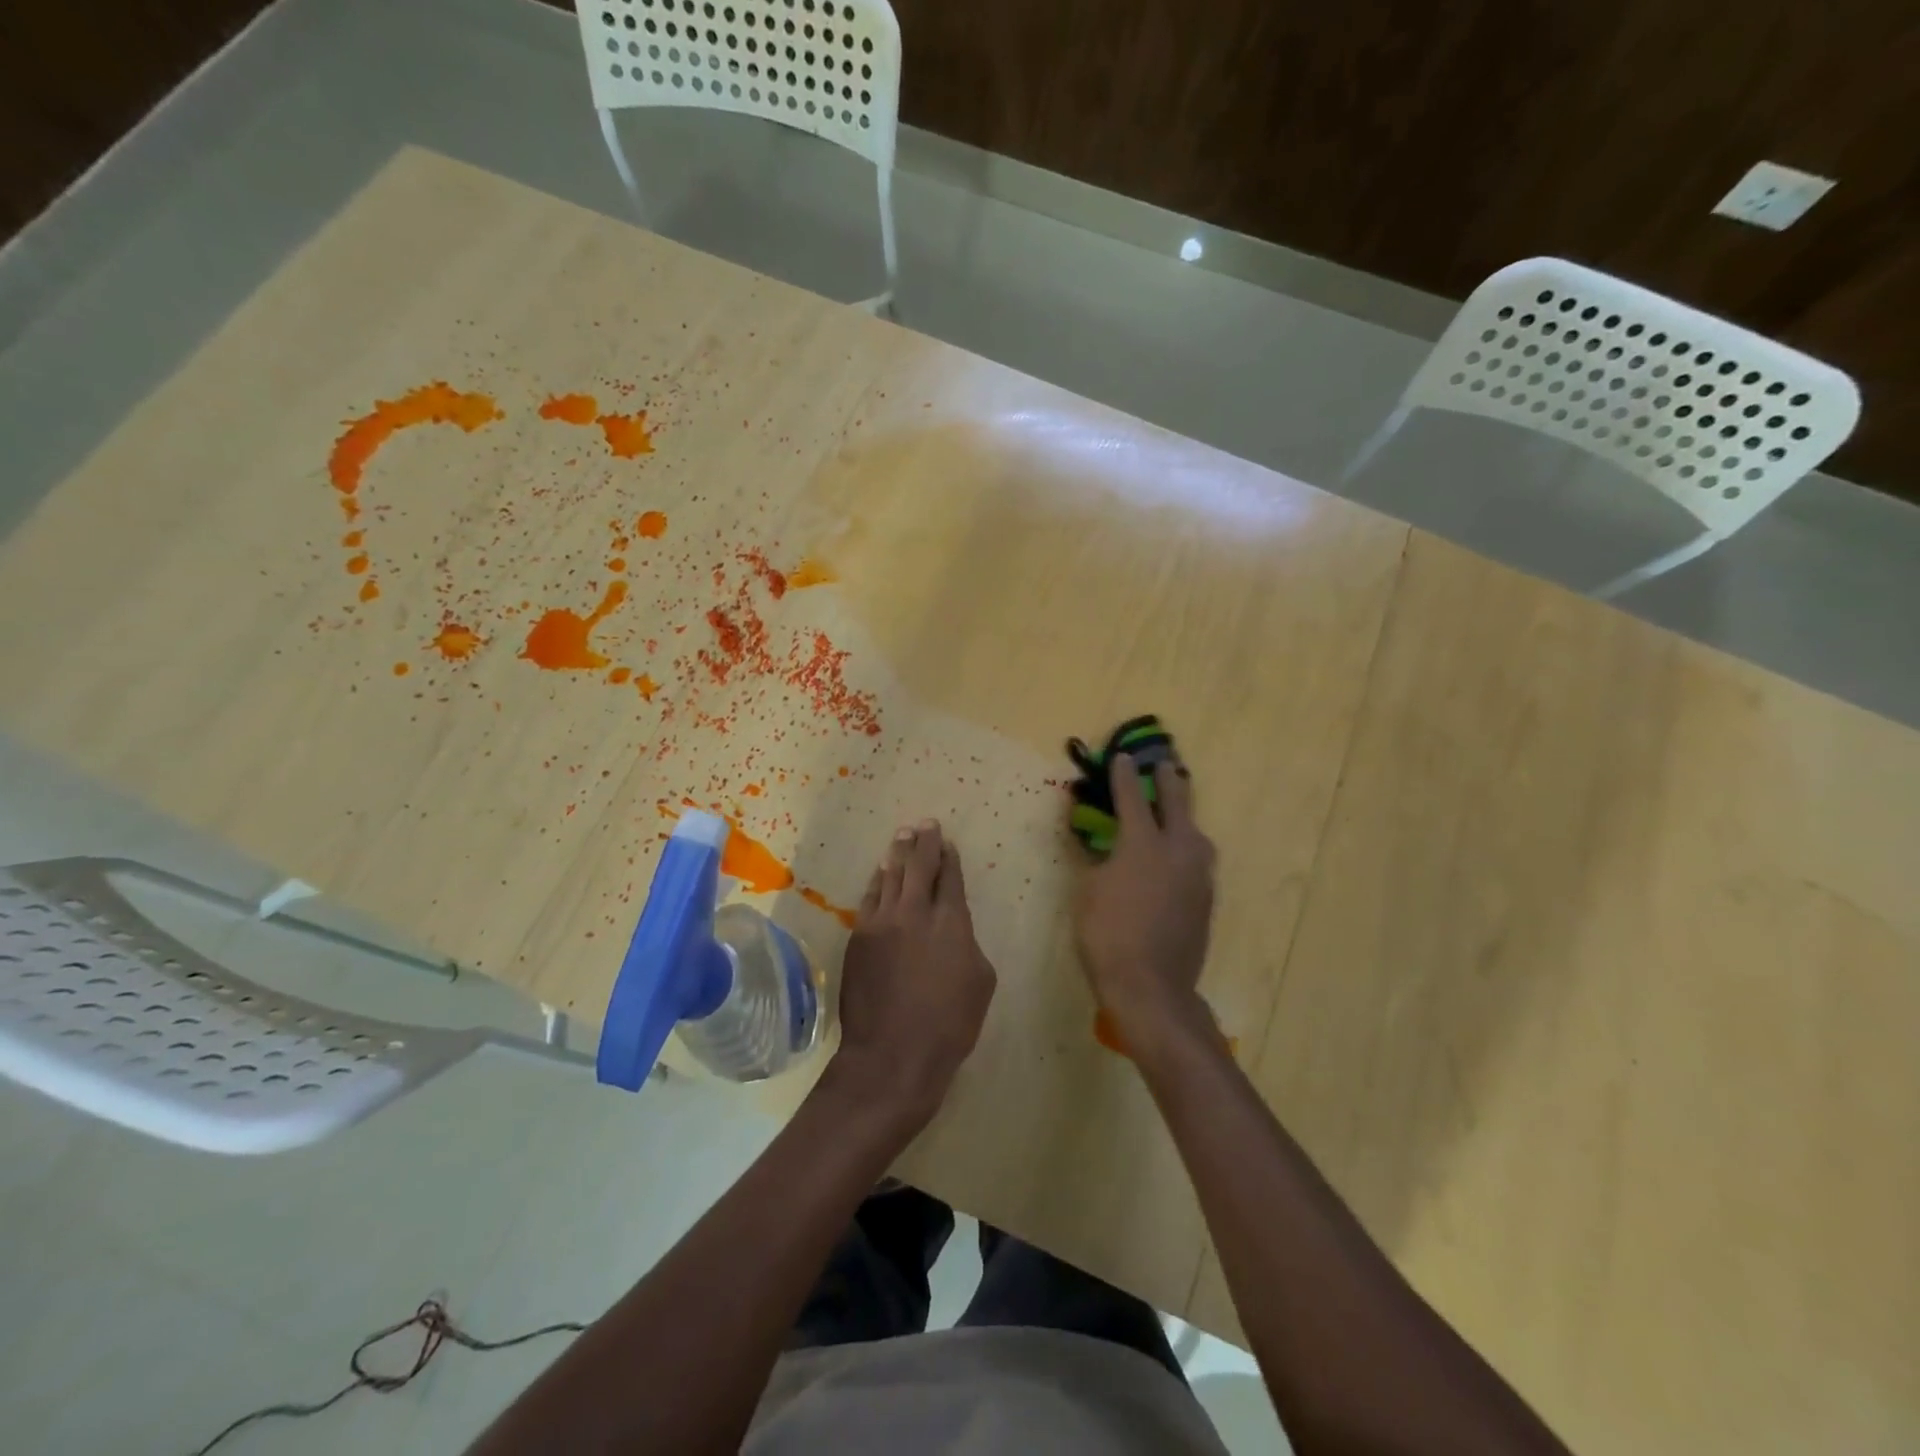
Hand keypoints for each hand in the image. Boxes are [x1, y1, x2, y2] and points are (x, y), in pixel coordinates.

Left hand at [828, 820, 997, 1125]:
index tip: (948, 843)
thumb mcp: (981, 982)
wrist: (892, 1054)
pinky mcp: (858, 938)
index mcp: (951, 921)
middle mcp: (914, 912)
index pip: (950, 878)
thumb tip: (955, 932)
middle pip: (919, 866)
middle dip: (924, 842)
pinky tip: (879, 874)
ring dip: (898, 855)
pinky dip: (877, 882)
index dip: (950, 858)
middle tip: (925, 824)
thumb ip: (968, 944)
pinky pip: (869, 899)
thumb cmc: (949, 1024)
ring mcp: (881, 923)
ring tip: (902, 837)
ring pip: (890, 877)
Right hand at [1073, 755, 1216, 1053]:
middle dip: (1168, 782)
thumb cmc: (1107, 935)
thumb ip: (1098, 861)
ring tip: (1177, 811)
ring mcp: (1197, 876)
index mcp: (1142, 844)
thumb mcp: (1088, 892)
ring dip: (1185, 815)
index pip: (1133, 798)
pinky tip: (1180, 855)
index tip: (1122, 758)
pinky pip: (1198, 860)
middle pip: (1176, 805)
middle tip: (1165, 765)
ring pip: (1195, 833)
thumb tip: (1105, 845)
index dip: (1124, 776)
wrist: (1151, 987)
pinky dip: (1188, 847)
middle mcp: (1177, 851)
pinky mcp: (1205, 899)